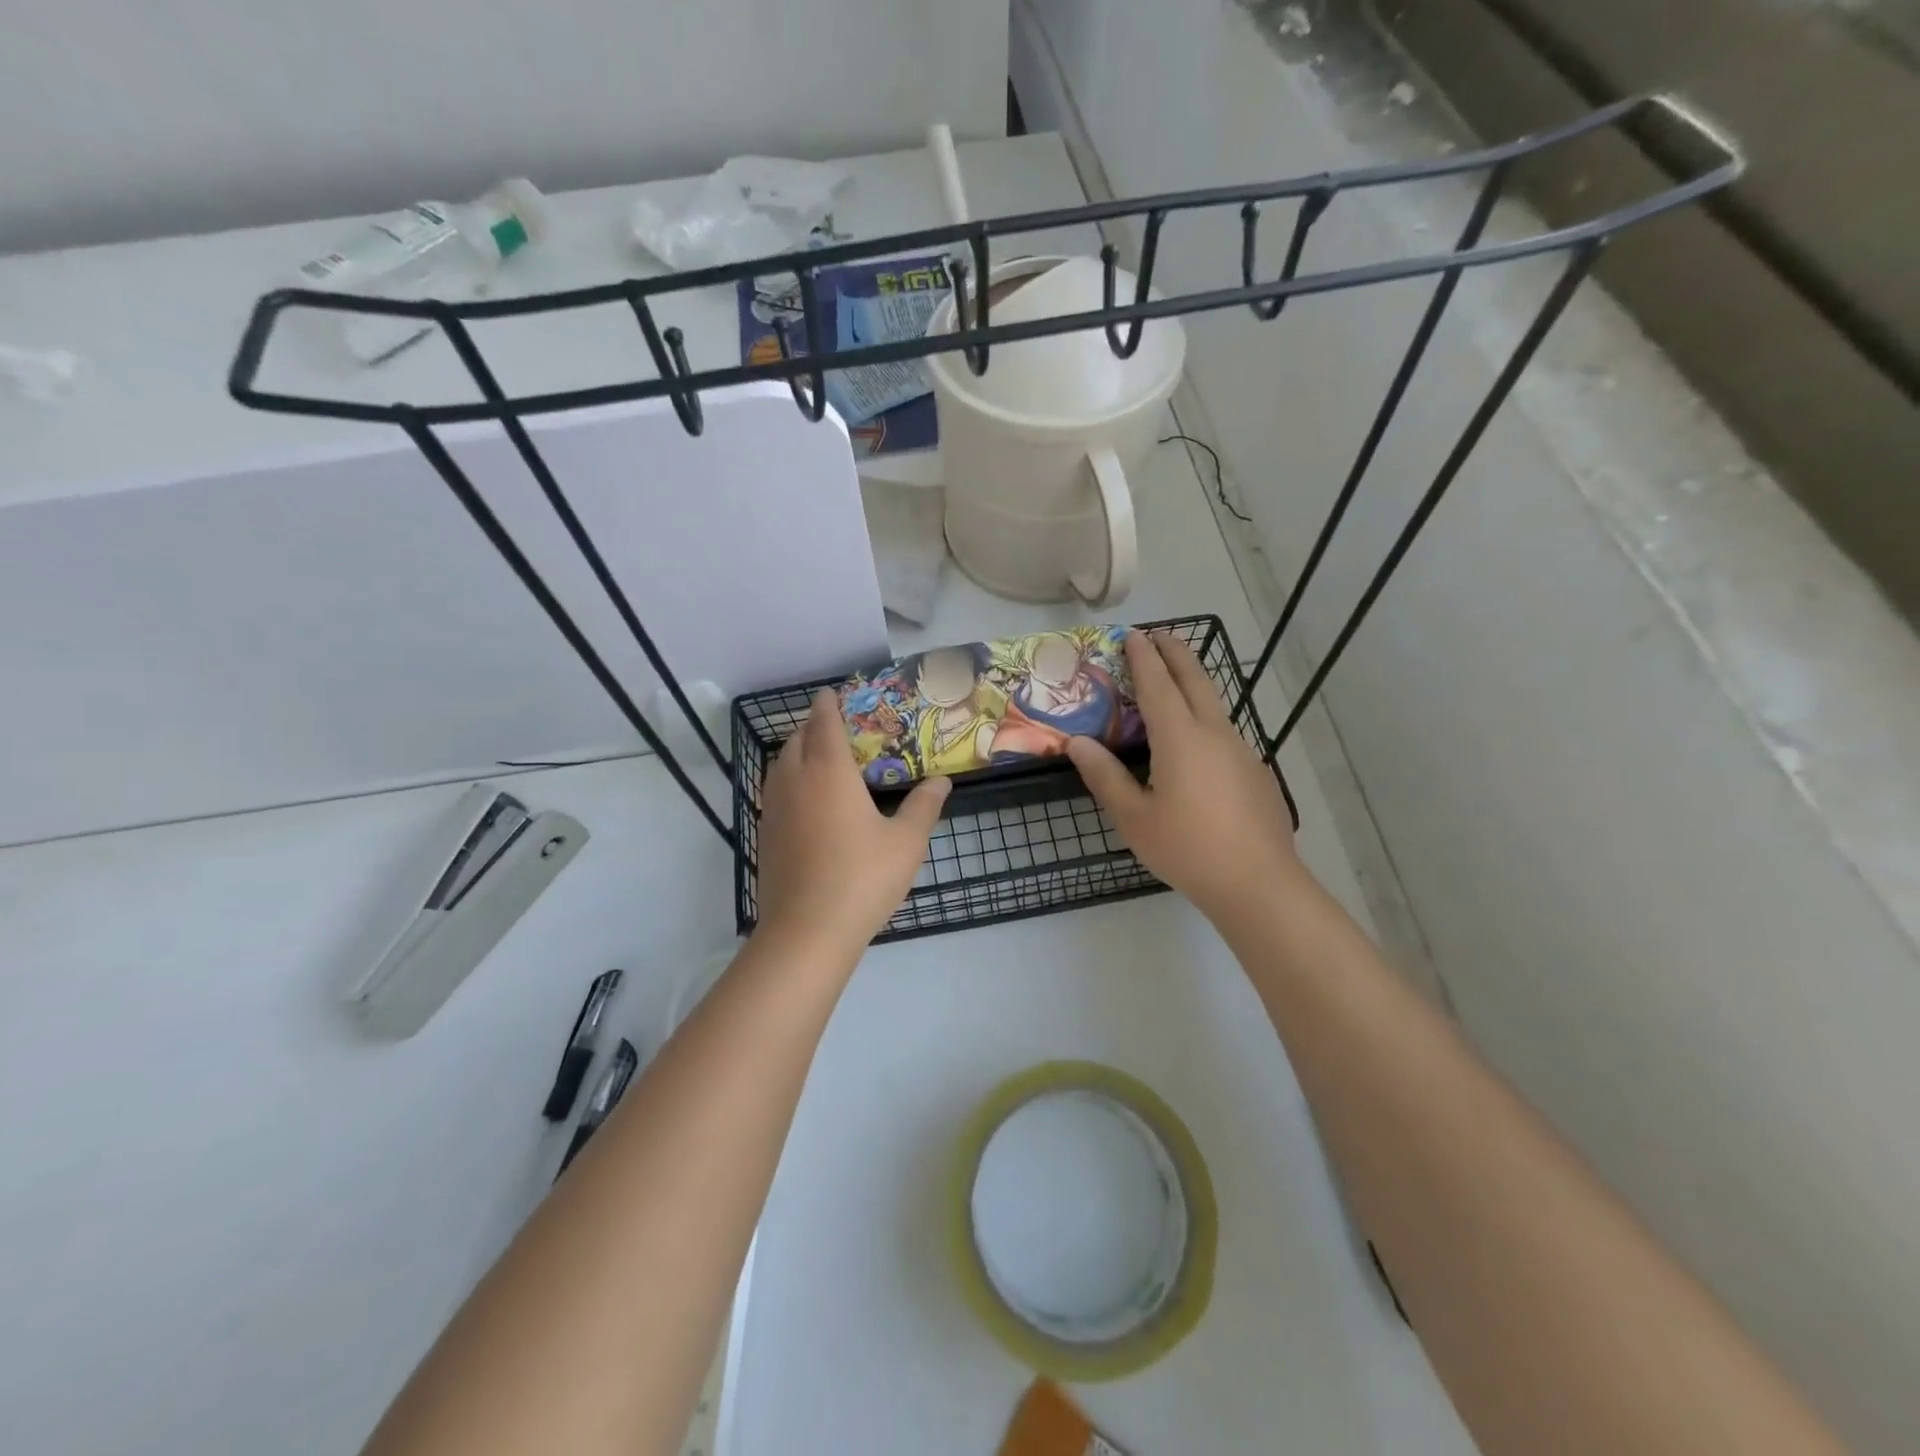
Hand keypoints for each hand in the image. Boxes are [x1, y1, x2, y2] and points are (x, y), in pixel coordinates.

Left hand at [755, 690, 950, 952]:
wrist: (807, 931)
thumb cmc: (863, 878)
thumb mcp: (906, 842)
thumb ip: (924, 807)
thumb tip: (942, 782)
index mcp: (829, 771)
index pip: (823, 723)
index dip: (828, 705)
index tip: (832, 693)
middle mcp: (795, 780)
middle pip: (797, 739)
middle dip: (813, 726)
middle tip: (835, 727)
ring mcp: (774, 808)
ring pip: (780, 765)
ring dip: (797, 752)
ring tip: (819, 758)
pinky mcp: (765, 834)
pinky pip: (774, 791)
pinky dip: (788, 780)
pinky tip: (806, 800)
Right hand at [1066, 631, 1303, 926]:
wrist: (1258, 883)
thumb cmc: (1187, 849)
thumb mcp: (1133, 818)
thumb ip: (1104, 776)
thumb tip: (1078, 743)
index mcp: (1180, 738)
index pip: (1158, 684)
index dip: (1144, 657)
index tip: (1134, 634)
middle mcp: (1214, 733)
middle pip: (1195, 679)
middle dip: (1176, 653)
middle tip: (1161, 635)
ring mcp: (1241, 750)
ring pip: (1214, 703)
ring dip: (1193, 683)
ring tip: (1175, 681)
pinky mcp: (1256, 771)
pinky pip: (1225, 732)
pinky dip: (1205, 717)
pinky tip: (1197, 743)